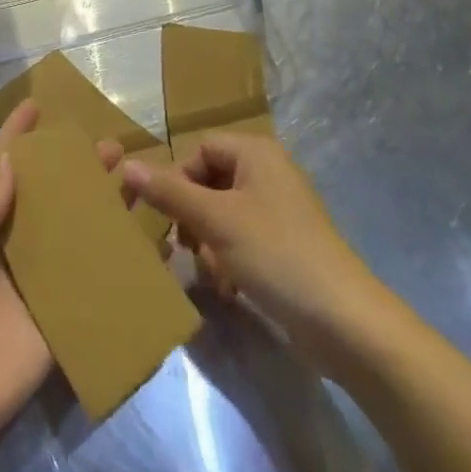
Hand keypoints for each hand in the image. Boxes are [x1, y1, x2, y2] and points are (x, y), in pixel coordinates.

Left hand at [0, 102, 120, 454]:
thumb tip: (13, 162)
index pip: (1, 169)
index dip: (17, 138)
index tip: (36, 106)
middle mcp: (12, 243)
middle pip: (50, 197)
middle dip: (75, 169)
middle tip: (108, 145)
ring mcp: (39, 280)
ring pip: (76, 232)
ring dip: (101, 205)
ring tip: (129, 177)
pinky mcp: (61, 316)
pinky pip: (93, 282)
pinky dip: (117, 261)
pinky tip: (147, 242)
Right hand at [122, 134, 382, 363]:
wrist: (344, 322)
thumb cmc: (276, 254)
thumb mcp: (214, 220)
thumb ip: (168, 192)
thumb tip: (125, 165)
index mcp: (255, 153)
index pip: (198, 149)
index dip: (176, 178)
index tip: (164, 216)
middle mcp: (268, 173)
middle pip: (208, 182)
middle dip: (191, 217)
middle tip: (183, 248)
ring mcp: (279, 211)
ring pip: (221, 215)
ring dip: (208, 243)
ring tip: (210, 272)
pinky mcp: (285, 246)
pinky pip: (241, 240)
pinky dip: (228, 259)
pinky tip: (229, 288)